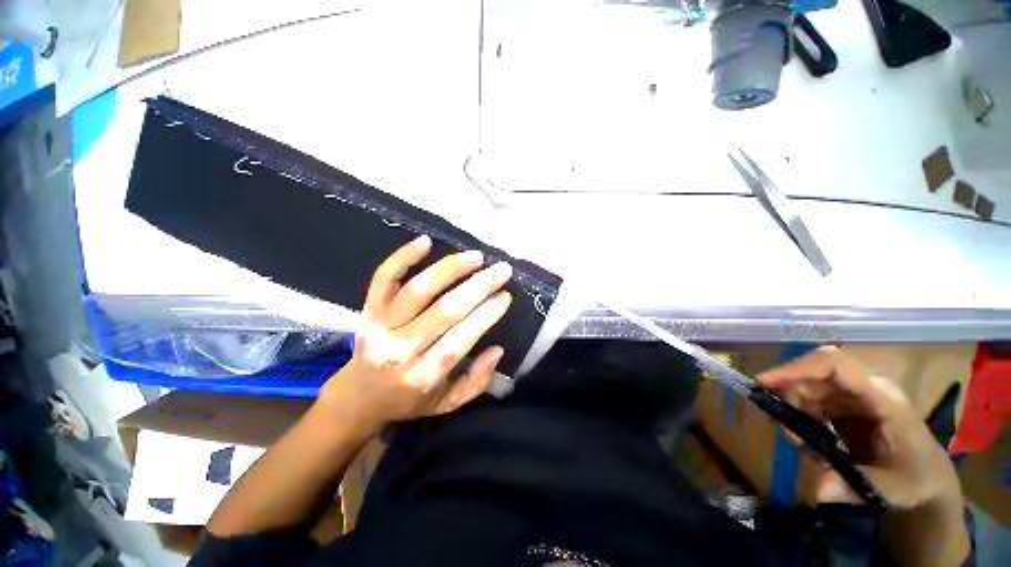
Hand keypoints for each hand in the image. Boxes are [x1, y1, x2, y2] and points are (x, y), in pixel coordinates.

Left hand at [319, 235, 512, 435]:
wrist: (358, 395)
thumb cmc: (408, 400)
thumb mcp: (447, 404)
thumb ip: (475, 382)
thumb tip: (497, 350)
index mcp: (422, 375)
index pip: (459, 340)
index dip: (485, 315)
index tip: (505, 296)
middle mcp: (400, 348)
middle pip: (444, 310)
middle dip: (478, 287)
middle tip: (502, 270)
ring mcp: (381, 324)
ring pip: (418, 289)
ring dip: (450, 268)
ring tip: (476, 257)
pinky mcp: (369, 308)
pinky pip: (384, 277)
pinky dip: (402, 257)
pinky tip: (426, 241)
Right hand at [757, 346, 960, 508]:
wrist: (926, 477)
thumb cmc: (916, 479)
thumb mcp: (890, 489)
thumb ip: (854, 487)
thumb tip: (818, 489)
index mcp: (882, 398)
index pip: (836, 366)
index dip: (797, 368)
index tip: (764, 383)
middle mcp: (864, 388)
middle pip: (813, 372)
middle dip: (787, 392)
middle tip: (775, 420)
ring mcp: (852, 396)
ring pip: (807, 385)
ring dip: (791, 408)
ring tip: (796, 442)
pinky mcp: (843, 405)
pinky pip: (809, 400)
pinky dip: (797, 416)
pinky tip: (803, 439)